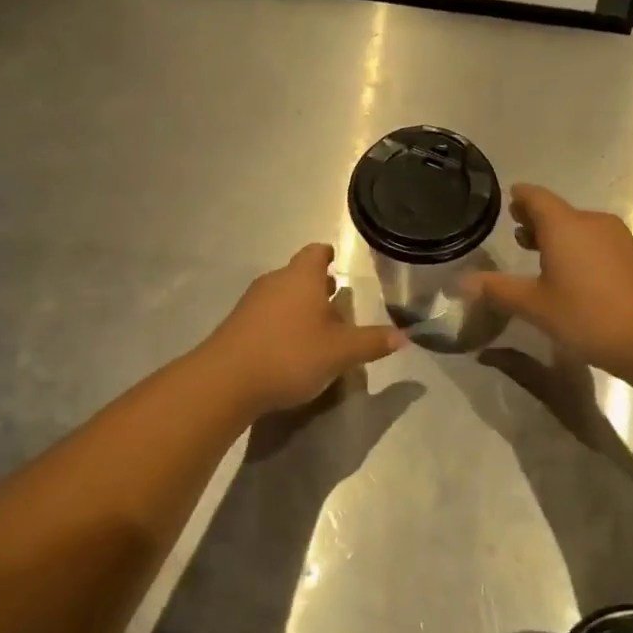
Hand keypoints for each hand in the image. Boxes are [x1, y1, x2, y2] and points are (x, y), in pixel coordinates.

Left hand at [202, 245, 405, 415]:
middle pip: (298, 274)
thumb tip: (405, 337)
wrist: (226, 380)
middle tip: (335, 297)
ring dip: (299, 305)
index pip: (316, 252)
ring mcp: (251, 303)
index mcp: (301, 277)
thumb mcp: (341, 353)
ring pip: (281, 295)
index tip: (336, 261)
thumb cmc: (291, 354)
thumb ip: (372, 342)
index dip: (328, 255)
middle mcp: (275, 281)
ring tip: (317, 325)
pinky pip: (266, 315)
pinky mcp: (236, 325)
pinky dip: (281, 323)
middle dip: (317, 284)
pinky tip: (290, 346)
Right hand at [463, 185, 632, 380]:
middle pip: (557, 212)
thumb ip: (497, 290)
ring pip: (578, 228)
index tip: (508, 200)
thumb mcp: (535, 306)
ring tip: (539, 256)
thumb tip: (461, 282)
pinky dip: (578, 249)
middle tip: (516, 233)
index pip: (535, 197)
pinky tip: (572, 276)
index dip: (519, 198)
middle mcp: (591, 222)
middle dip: (536, 220)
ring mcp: (617, 238)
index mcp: (564, 225)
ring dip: (557, 237)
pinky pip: (596, 243)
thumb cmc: (588, 316)